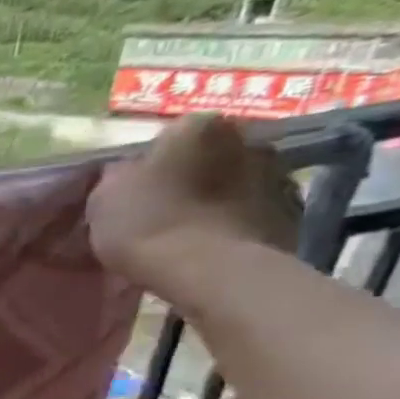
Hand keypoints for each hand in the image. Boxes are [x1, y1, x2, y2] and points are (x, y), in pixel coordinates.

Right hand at [88, 113, 302, 292]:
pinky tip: (212, 247)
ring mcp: (279, 175)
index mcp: (199, 128)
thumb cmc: (147, 222)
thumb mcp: (105, 195)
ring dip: (218, 198)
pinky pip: (255, 211)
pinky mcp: (294, 212)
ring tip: (189, 232)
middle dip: (193, 175)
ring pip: (238, 182)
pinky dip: (237, 222)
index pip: (173, 134)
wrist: (208, 270)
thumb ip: (120, 174)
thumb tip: (131, 172)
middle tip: (163, 207)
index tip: (137, 188)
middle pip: (212, 156)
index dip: (152, 161)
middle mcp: (248, 140)